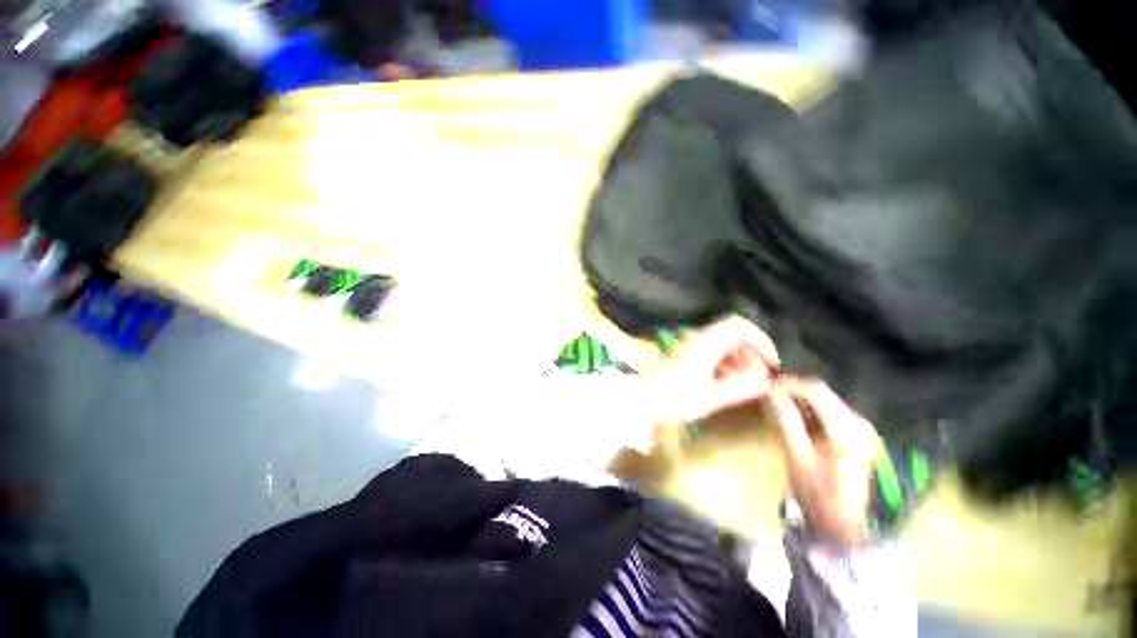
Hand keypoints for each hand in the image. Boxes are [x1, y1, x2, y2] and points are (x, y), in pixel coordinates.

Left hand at [648, 317, 779, 424]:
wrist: (642, 396)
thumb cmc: (675, 397)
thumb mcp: (711, 397)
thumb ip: (741, 387)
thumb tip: (765, 381)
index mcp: (706, 343)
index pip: (740, 327)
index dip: (761, 341)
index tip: (771, 363)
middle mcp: (698, 338)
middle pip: (732, 333)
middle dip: (750, 351)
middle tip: (758, 375)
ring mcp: (689, 343)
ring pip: (721, 341)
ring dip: (737, 356)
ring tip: (743, 381)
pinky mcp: (684, 351)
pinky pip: (710, 348)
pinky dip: (723, 360)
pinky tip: (725, 379)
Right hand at [766, 377, 881, 545]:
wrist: (841, 525)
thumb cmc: (817, 493)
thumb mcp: (797, 456)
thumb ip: (785, 421)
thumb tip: (769, 393)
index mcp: (846, 428)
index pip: (815, 390)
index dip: (787, 384)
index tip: (764, 387)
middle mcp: (858, 423)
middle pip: (821, 393)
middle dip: (791, 392)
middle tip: (767, 397)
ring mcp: (860, 430)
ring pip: (824, 401)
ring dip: (798, 401)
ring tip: (776, 408)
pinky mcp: (856, 437)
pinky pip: (829, 413)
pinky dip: (808, 412)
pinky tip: (794, 420)